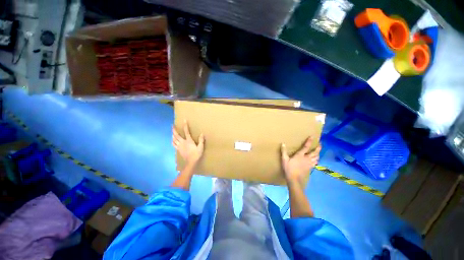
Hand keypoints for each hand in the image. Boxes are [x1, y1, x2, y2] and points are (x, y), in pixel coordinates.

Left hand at [173, 121, 204, 165]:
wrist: (191, 162)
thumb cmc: (196, 154)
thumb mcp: (201, 147)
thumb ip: (201, 140)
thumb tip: (201, 134)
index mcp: (188, 141)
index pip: (186, 131)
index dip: (185, 125)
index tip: (184, 120)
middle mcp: (183, 142)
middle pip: (176, 135)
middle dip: (174, 130)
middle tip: (172, 125)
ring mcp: (179, 146)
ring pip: (174, 139)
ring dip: (172, 135)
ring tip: (172, 132)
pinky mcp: (178, 150)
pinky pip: (174, 144)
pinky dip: (172, 141)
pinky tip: (172, 140)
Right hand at [281, 137, 320, 183]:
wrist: (294, 180)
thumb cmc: (289, 169)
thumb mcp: (284, 159)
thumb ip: (284, 151)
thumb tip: (283, 143)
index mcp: (300, 155)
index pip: (306, 147)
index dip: (309, 141)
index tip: (313, 136)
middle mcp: (306, 158)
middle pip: (315, 152)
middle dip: (318, 148)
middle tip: (320, 144)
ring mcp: (309, 164)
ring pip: (316, 158)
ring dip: (318, 154)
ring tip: (318, 151)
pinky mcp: (310, 168)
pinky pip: (315, 163)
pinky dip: (316, 160)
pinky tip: (316, 160)